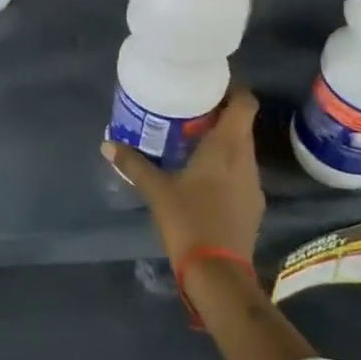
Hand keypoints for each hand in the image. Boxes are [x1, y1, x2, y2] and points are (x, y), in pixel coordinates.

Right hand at [102, 86, 263, 266]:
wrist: (219, 275)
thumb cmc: (189, 221)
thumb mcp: (156, 190)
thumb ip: (133, 164)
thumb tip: (107, 144)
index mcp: (227, 147)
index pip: (245, 103)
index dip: (233, 89)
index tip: (210, 85)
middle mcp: (246, 160)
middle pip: (241, 125)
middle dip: (219, 115)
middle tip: (189, 111)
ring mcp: (253, 185)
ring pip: (241, 150)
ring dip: (221, 142)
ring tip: (191, 142)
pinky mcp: (253, 206)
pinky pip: (240, 173)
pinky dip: (224, 166)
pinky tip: (202, 178)